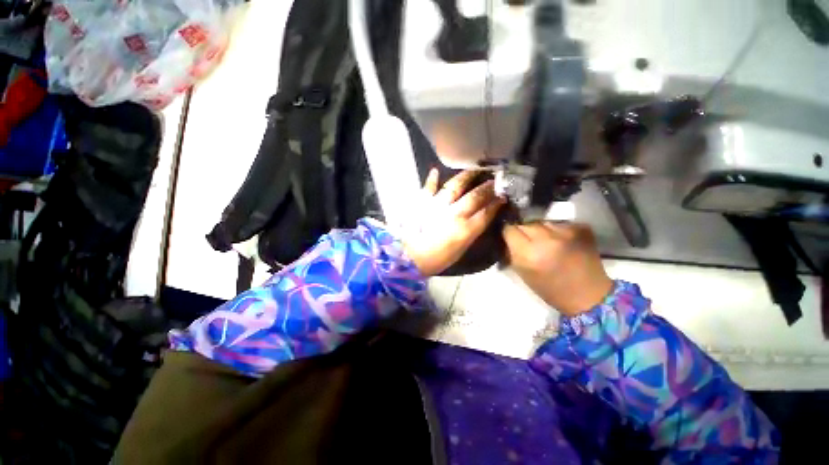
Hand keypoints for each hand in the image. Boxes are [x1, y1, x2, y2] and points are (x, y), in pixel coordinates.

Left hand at [404, 169, 504, 275]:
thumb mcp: (459, 251)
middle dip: (488, 187)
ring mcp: (437, 205)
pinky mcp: (422, 202)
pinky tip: (435, 171)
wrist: (406, 257)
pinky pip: (429, 187)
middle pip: (475, 197)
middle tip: (495, 180)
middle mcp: (454, 213)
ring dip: (466, 177)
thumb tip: (479, 220)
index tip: (503, 196)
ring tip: (474, 170)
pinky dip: (432, 179)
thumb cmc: (435, 260)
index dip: (496, 203)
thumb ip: (470, 234)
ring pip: (455, 186)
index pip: (486, 212)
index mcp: (465, 229)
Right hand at [503, 222, 612, 315]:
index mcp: (529, 254)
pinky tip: (560, 241)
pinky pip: (559, 223)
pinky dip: (556, 230)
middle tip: (527, 241)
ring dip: (539, 229)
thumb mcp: (522, 273)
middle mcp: (546, 239)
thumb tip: (506, 238)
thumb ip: (511, 253)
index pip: (510, 229)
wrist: (589, 295)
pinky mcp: (581, 229)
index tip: (509, 237)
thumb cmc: (550, 289)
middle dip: (523, 231)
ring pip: (542, 221)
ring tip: (545, 241)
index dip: (508, 232)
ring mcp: (566, 232)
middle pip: (525, 224)